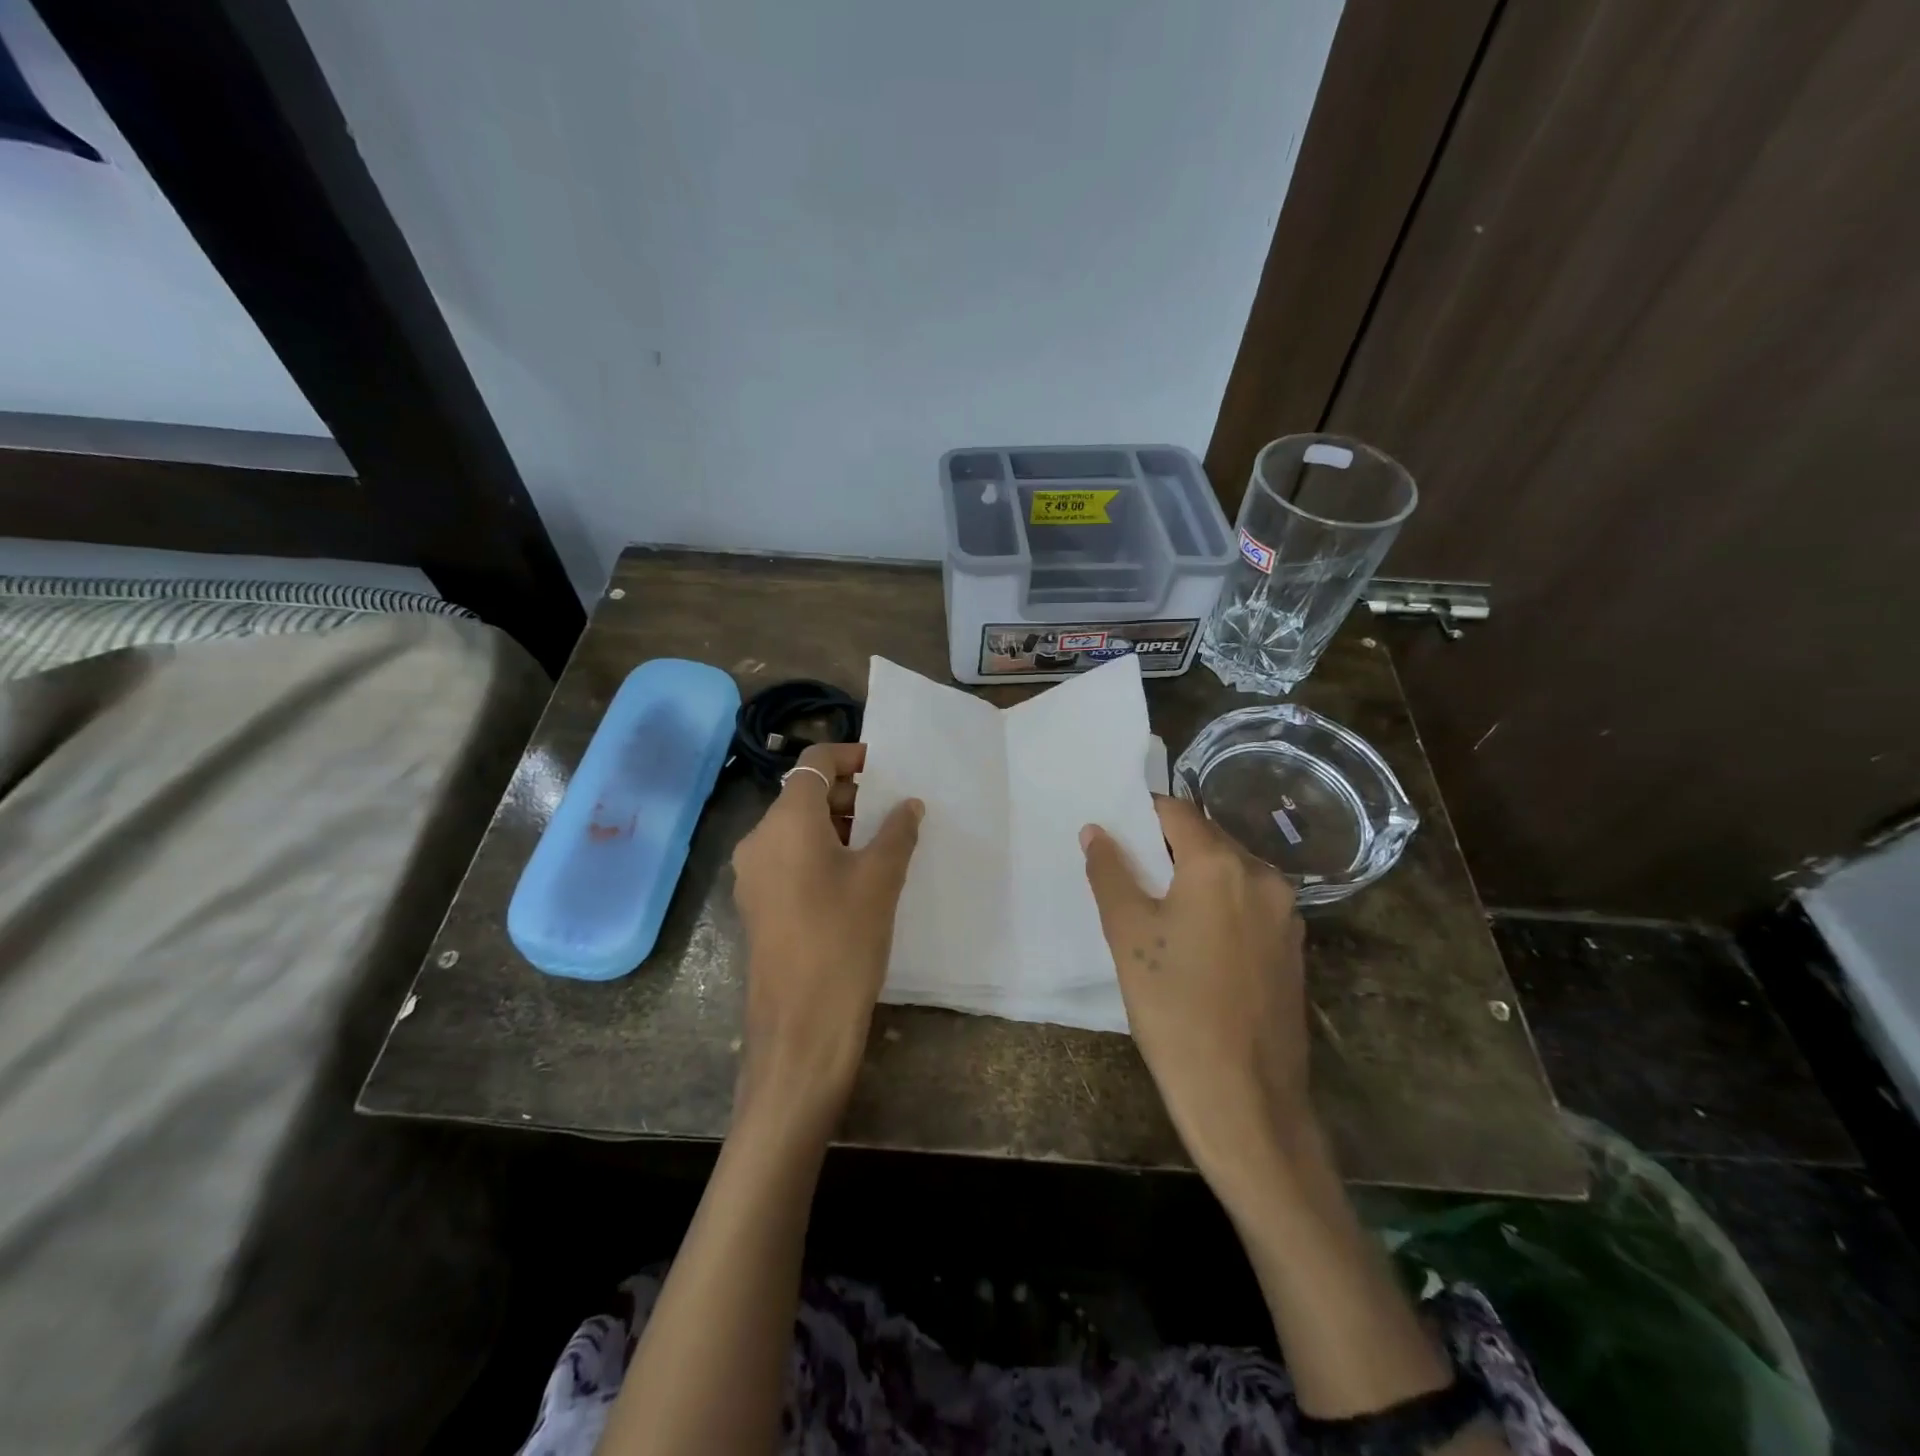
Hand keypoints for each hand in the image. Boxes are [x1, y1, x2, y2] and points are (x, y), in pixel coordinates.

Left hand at [730, 743, 922, 1121]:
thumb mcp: (881, 879)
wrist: (801, 1027)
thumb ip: (897, 831)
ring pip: (795, 828)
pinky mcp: (756, 903)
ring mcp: (752, 874)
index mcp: (786, 821)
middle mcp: (759, 838)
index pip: (814, 763)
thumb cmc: (845, 940)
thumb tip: (908, 804)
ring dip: (835, 825)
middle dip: (848, 795)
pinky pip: (788, 858)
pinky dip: (818, 852)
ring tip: (879, 843)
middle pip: (803, 795)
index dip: (850, 756)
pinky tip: (853, 877)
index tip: (885, 769)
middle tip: (891, 810)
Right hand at [1080, 796, 1310, 1179]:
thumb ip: (1110, 873)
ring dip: (1195, 876)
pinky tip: (1197, 940)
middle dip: (1168, 846)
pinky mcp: (1293, 948)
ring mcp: (1286, 914)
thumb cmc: (1174, 1008)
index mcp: (1221, 864)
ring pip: (1231, 872)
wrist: (1245, 1099)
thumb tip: (1096, 831)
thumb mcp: (1127, 935)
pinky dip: (1220, 904)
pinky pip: (1250, 904)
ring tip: (1160, 908)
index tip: (1116, 832)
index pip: (1177, 812)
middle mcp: (1263, 876)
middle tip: (1131, 871)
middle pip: (1208, 838)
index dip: (1142, 814)